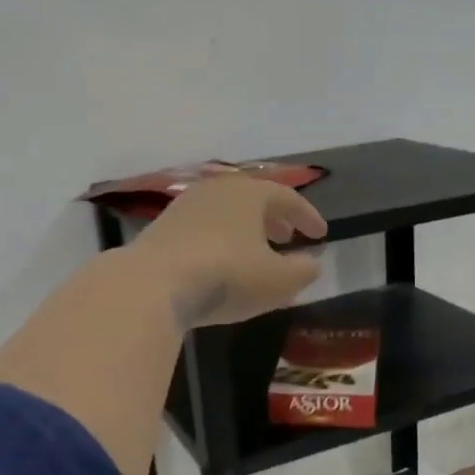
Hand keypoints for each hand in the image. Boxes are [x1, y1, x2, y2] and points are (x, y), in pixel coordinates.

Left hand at [130, 176, 327, 327]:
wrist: (153, 284)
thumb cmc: (227, 275)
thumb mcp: (277, 280)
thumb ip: (302, 271)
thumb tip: (314, 263)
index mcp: (250, 193)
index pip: (288, 197)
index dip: (308, 216)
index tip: (321, 234)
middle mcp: (217, 190)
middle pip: (253, 199)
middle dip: (274, 218)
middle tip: (288, 237)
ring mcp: (186, 206)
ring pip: (226, 212)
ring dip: (246, 229)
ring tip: (256, 252)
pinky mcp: (163, 227)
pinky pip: (204, 227)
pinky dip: (221, 239)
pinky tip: (222, 262)